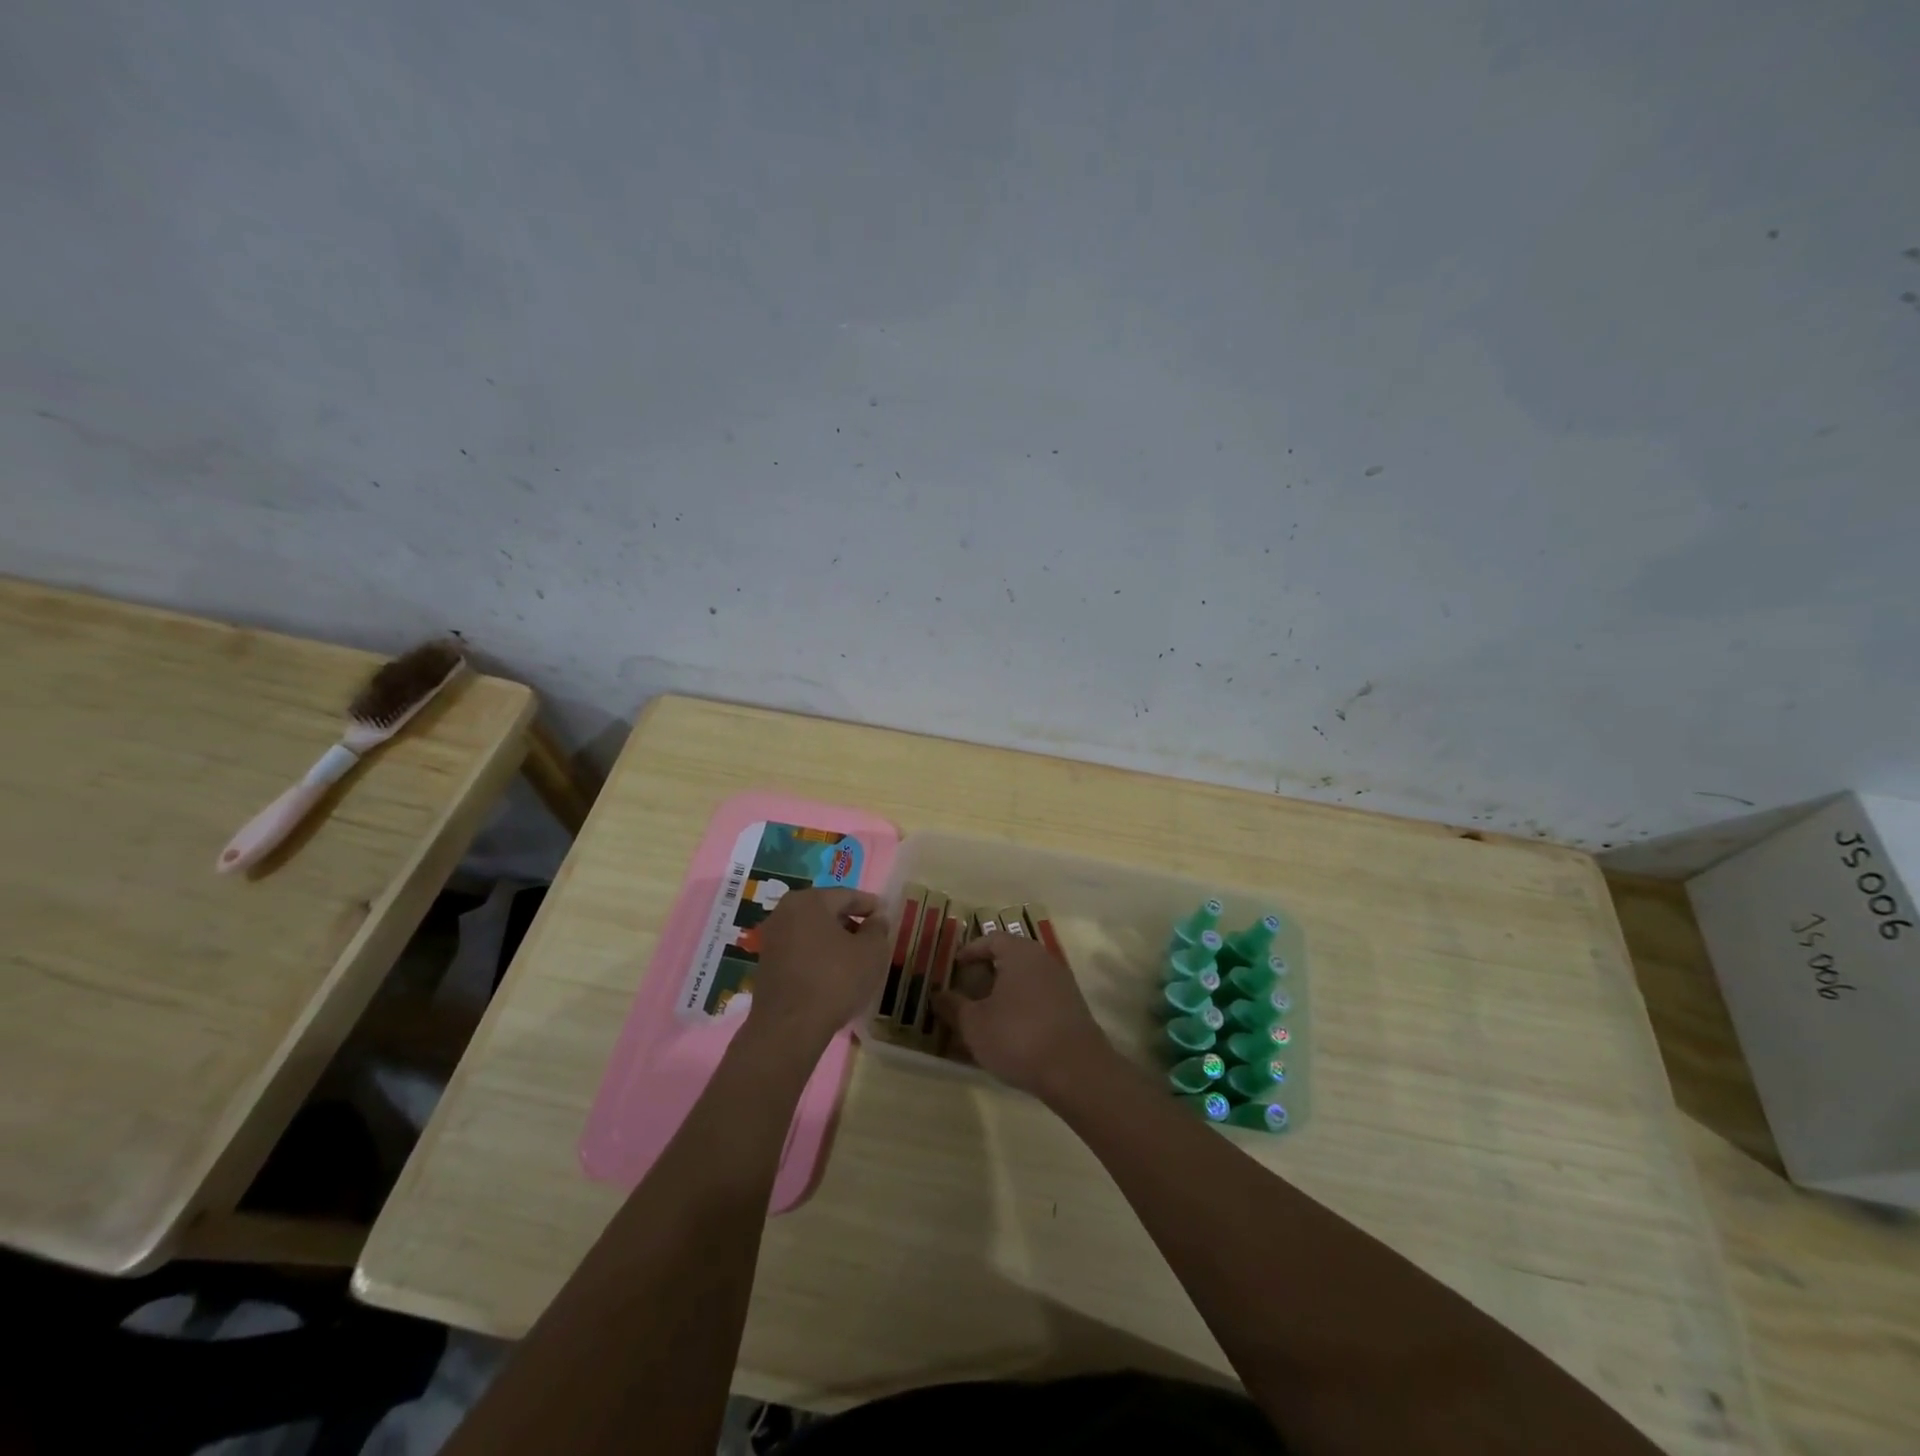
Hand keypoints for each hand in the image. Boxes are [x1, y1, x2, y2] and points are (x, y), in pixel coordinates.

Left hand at [746, 888, 892, 1047]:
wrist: (789, 1028)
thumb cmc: (835, 980)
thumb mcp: (871, 952)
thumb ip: (878, 928)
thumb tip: (876, 918)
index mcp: (809, 900)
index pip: (847, 895)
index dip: (870, 905)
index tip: (885, 915)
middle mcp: (784, 912)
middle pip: (826, 911)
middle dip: (850, 921)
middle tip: (872, 936)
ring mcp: (771, 938)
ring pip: (811, 931)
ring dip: (833, 940)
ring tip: (855, 957)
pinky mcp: (765, 964)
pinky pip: (799, 950)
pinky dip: (817, 955)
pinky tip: (832, 973)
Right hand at [933, 932, 1113, 1099]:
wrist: (1076, 1071)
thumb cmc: (1017, 1036)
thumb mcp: (974, 1024)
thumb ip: (954, 1006)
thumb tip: (937, 995)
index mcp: (1020, 953)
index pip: (991, 939)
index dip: (970, 951)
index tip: (955, 967)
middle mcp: (1044, 960)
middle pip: (1010, 957)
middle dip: (986, 973)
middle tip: (966, 991)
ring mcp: (1062, 984)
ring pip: (1025, 980)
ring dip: (1004, 993)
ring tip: (984, 1015)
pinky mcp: (1073, 1009)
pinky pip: (1039, 998)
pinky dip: (1022, 1007)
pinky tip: (1010, 1033)